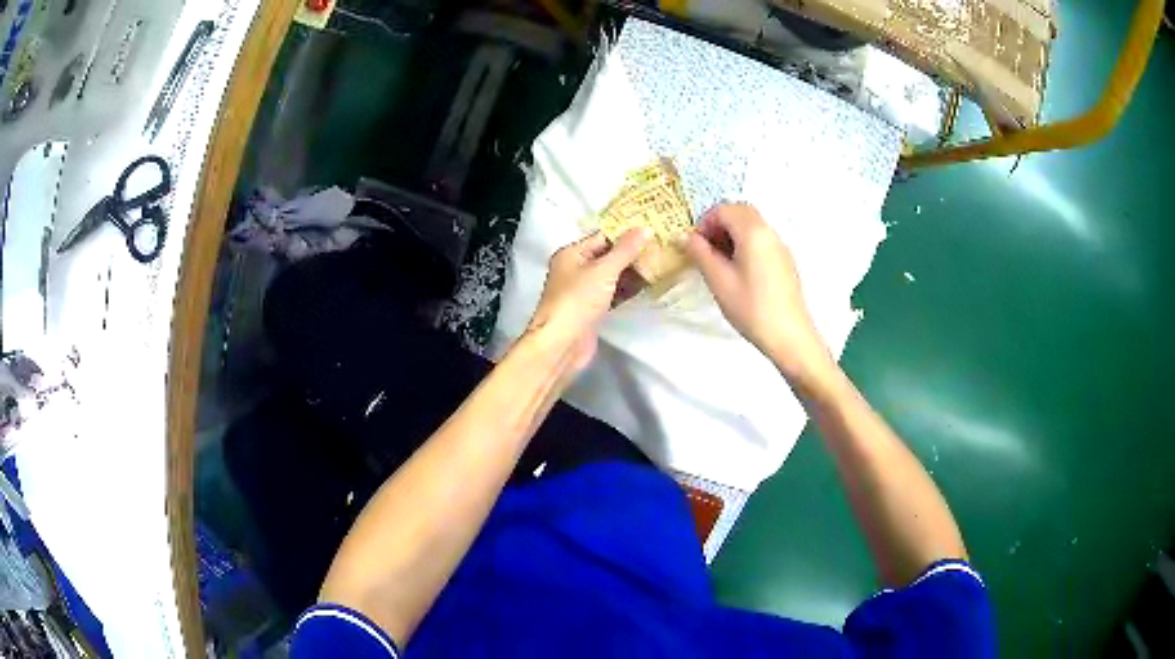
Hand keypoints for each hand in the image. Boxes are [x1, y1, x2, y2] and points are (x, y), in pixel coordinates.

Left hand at [527, 228, 651, 372]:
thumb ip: (625, 250)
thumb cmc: (577, 301)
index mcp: (572, 253)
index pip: (603, 237)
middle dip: (633, 253)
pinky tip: (649, 284)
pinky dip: (628, 288)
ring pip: (612, 275)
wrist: (562, 344)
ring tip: (661, 262)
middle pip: (608, 255)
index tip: (653, 229)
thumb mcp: (603, 270)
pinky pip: (613, 292)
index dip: (627, 233)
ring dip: (633, 271)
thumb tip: (645, 228)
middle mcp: (576, 269)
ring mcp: (584, 290)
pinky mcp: (592, 309)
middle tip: (662, 246)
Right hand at [683, 204, 834, 385]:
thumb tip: (685, 237)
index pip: (724, 209)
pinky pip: (761, 239)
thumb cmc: (752, 308)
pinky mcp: (784, 260)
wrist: (789, 336)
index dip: (705, 223)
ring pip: (752, 225)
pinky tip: (738, 272)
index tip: (695, 245)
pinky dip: (745, 244)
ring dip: (732, 234)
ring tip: (719, 262)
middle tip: (706, 250)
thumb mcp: (719, 281)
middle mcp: (769, 232)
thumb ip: (700, 253)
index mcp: (753, 232)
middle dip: (719, 224)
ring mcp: (780, 246)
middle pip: (740, 212)